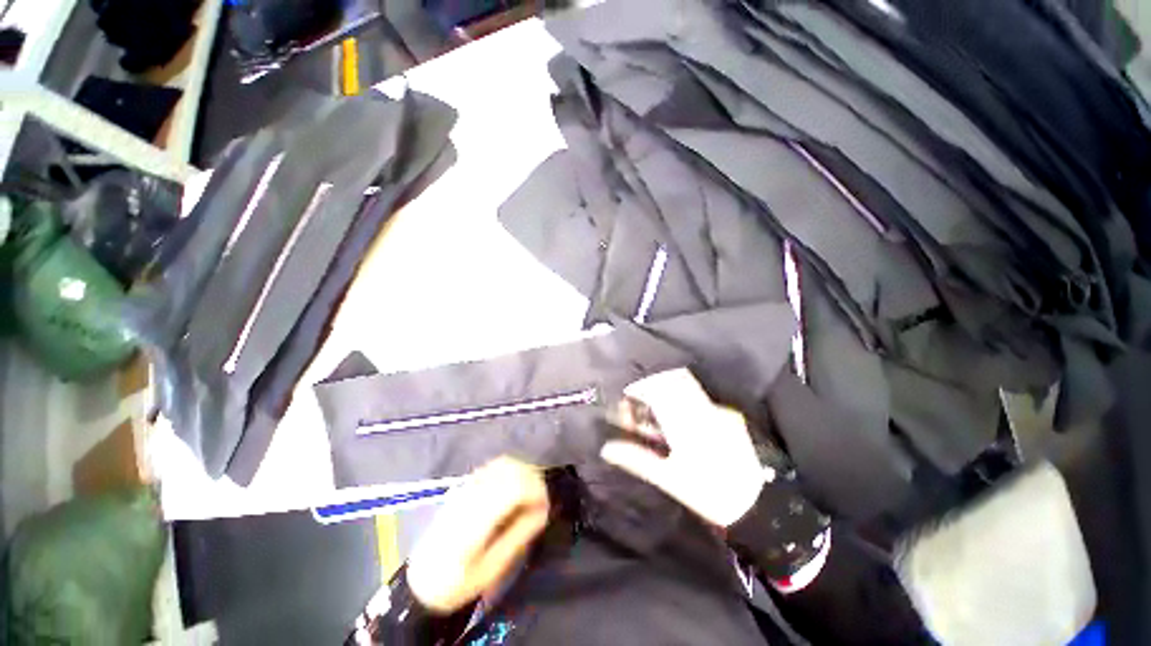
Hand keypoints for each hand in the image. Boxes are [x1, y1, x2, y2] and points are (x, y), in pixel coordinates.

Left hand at [407, 457, 549, 613]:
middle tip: (539, 504)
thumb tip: (542, 511)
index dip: (536, 491)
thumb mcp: (491, 569)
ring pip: (504, 462)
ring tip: (529, 496)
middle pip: (511, 468)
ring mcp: (466, 486)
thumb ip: (518, 536)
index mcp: (477, 518)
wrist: (421, 579)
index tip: (545, 508)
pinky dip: (510, 470)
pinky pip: (494, 466)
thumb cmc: (457, 582)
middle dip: (533, 480)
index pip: (514, 487)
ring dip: (523, 473)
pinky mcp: (464, 484)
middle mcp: (472, 494)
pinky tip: (513, 490)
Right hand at [601, 369, 767, 527]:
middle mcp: (704, 410)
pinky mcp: (729, 415)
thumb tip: (608, 448)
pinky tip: (678, 421)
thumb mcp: (669, 479)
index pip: (660, 390)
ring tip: (653, 411)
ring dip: (666, 392)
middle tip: (636, 398)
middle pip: (673, 380)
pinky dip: (682, 403)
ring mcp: (719, 410)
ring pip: (686, 388)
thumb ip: (637, 459)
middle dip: (651, 384)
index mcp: (687, 424)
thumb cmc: (710, 496)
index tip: (626, 392)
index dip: (640, 384)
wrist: (760, 505)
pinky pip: (699, 399)